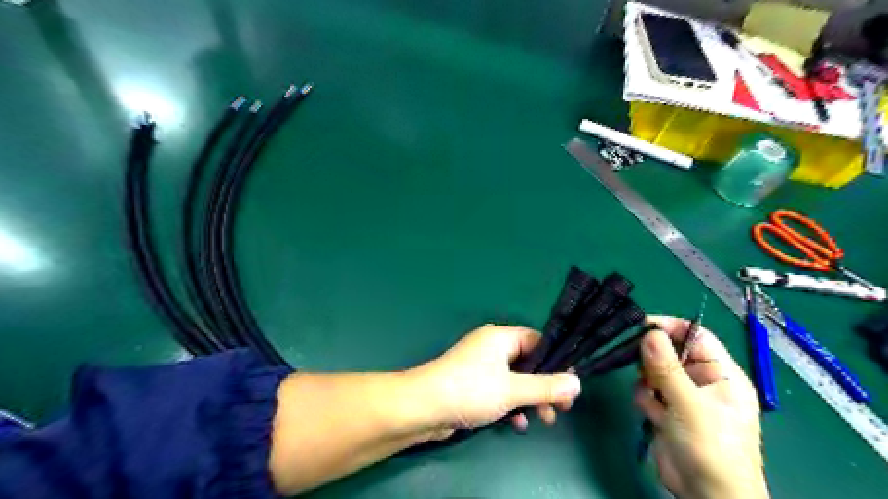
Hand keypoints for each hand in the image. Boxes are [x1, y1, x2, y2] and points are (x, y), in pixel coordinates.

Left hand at [409, 325, 583, 434]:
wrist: (423, 407)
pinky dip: (511, 403)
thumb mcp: (513, 389)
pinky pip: (500, 389)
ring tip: (543, 419)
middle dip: (544, 386)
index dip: (555, 361)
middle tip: (561, 408)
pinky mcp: (473, 383)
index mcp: (500, 337)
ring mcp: (480, 365)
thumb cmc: (471, 390)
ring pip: (515, 379)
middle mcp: (491, 347)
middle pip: (527, 362)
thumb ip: (546, 387)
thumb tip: (577, 383)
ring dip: (529, 398)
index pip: (536, 340)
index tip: (569, 384)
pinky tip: (515, 423)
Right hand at [631, 315, 770, 498]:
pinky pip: (648, 392)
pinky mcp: (667, 412)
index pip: (696, 336)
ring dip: (647, 382)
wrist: (706, 497)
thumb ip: (667, 367)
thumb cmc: (710, 448)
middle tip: (642, 368)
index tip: (641, 326)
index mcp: (721, 375)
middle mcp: (703, 382)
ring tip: (653, 399)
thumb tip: (649, 332)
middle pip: (670, 352)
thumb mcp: (689, 405)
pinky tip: (652, 415)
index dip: (671, 327)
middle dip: (653, 359)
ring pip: (654, 371)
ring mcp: (683, 397)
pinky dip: (645, 399)